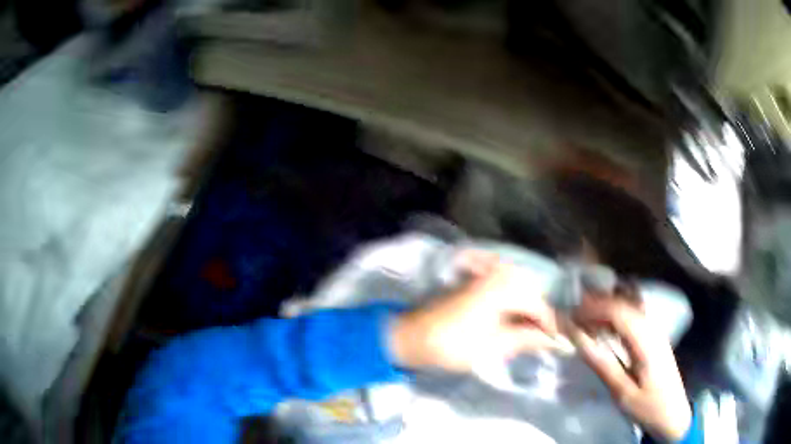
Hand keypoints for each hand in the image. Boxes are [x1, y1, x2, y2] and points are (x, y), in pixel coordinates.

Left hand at [389, 251, 560, 372]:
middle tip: (542, 339)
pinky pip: (505, 286)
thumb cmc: (454, 344)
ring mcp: (486, 273)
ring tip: (528, 332)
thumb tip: (555, 341)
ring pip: (520, 289)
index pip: (539, 305)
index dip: (550, 326)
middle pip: (531, 294)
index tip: (556, 344)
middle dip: (538, 317)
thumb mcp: (495, 346)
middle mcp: (498, 272)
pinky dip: (513, 303)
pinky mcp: (476, 279)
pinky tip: (512, 319)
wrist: (414, 336)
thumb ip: (528, 339)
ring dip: (526, 310)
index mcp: (504, 287)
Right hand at [569, 298, 691, 441]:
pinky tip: (607, 323)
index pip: (620, 312)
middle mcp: (653, 329)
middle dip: (599, 303)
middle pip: (626, 303)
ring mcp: (656, 331)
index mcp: (646, 342)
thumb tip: (580, 340)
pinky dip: (618, 314)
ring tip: (586, 314)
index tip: (572, 314)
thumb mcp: (622, 393)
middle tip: (575, 312)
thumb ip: (603, 365)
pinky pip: (635, 316)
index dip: (595, 308)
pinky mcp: (655, 337)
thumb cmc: (648, 407)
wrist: (673, 415)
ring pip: (631, 306)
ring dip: (609, 306)